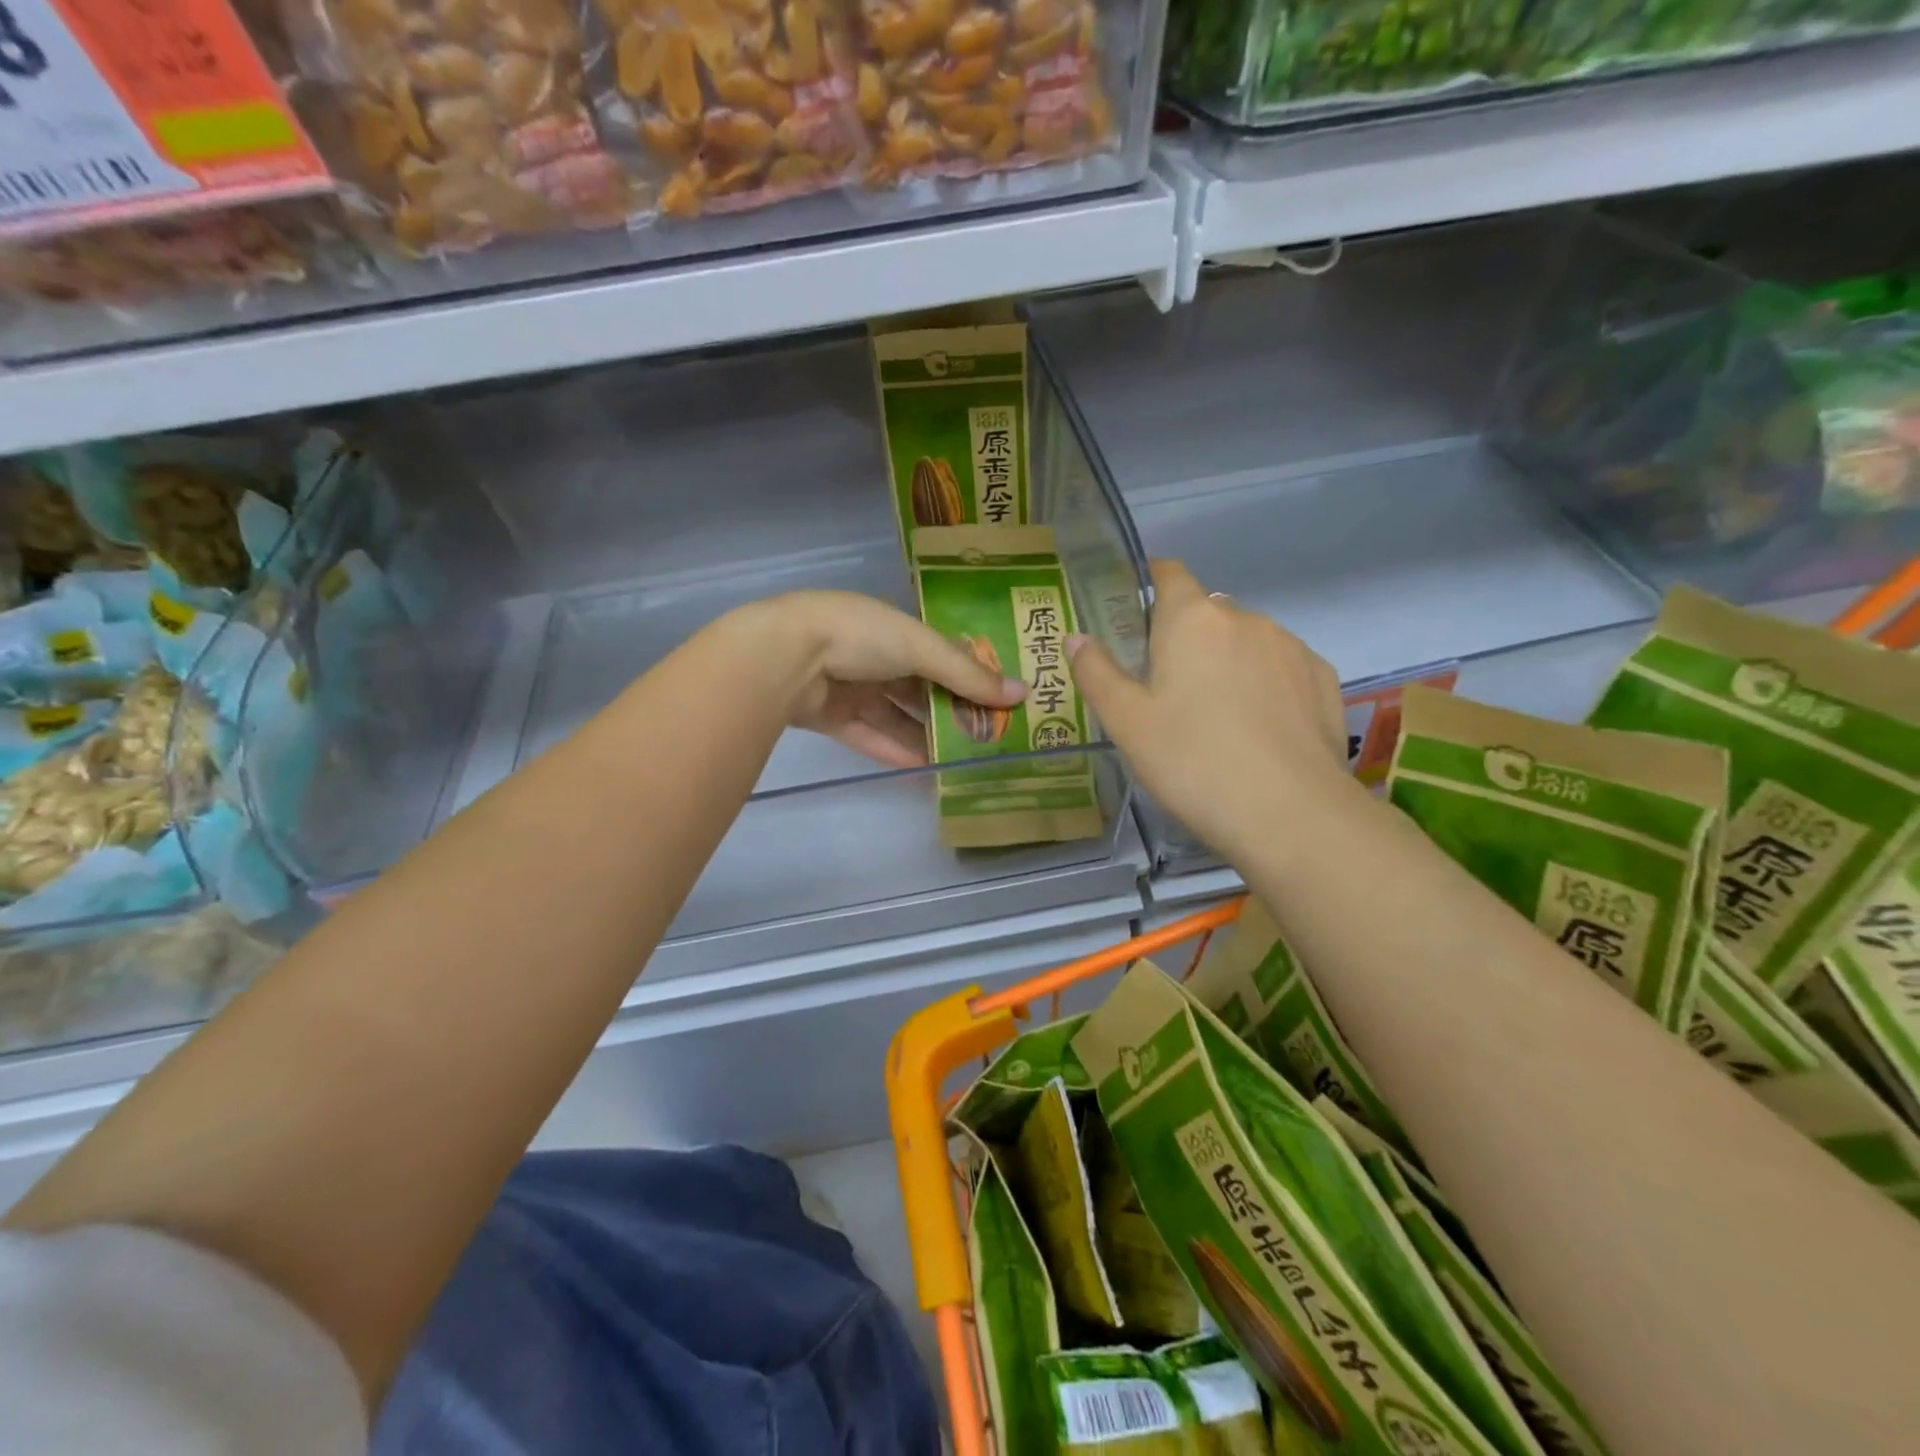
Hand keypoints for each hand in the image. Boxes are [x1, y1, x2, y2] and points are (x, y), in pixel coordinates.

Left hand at [734, 591, 1027, 769]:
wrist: (784, 656)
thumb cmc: (860, 635)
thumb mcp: (921, 647)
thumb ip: (968, 674)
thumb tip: (1022, 694)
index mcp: (894, 628)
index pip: (941, 654)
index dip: (969, 676)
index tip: (1000, 701)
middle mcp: (873, 656)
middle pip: (920, 689)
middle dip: (951, 712)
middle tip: (987, 738)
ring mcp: (850, 687)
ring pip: (896, 716)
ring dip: (926, 736)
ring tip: (963, 761)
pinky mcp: (831, 717)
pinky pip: (871, 736)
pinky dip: (895, 751)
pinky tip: (926, 770)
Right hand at [1068, 561, 1350, 859]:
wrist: (1289, 813)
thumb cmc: (1192, 762)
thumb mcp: (1127, 723)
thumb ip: (1096, 673)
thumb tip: (1077, 637)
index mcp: (1192, 620)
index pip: (1169, 574)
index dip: (1150, 582)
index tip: (1135, 613)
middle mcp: (1245, 618)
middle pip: (1206, 613)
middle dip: (1185, 637)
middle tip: (1167, 690)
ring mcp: (1290, 647)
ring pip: (1246, 641)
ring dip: (1227, 661)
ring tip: (1218, 717)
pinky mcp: (1323, 679)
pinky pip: (1282, 667)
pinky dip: (1265, 683)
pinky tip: (1260, 728)